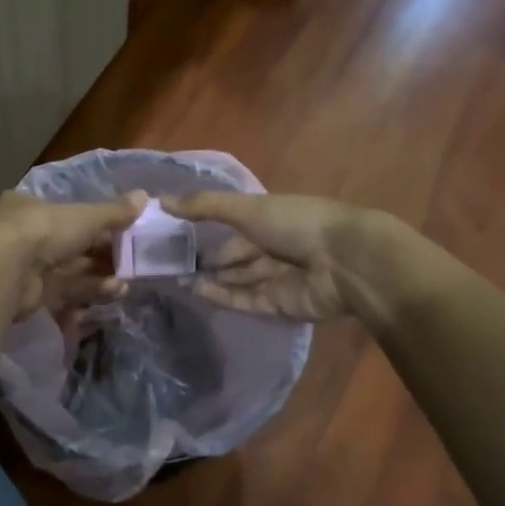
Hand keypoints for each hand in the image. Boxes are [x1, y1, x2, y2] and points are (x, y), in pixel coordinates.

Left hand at [0, 189, 146, 319]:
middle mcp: (26, 235)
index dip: (98, 222)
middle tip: (133, 261)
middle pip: (73, 244)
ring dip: (102, 276)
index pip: (69, 213)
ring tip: (128, 283)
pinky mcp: (32, 294)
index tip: (125, 231)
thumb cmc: (44, 229)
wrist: (6, 272)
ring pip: (72, 269)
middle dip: (104, 255)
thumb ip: (115, 211)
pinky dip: (90, 291)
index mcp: (31, 206)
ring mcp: (27, 266)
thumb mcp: (85, 216)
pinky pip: (67, 290)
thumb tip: (145, 196)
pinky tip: (114, 292)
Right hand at [162, 190, 384, 321]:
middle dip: (203, 258)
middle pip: (232, 255)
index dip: (202, 227)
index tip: (170, 232)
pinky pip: (244, 300)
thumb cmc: (295, 223)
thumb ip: (204, 206)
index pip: (231, 223)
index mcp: (270, 218)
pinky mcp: (278, 305)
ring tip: (175, 277)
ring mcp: (276, 278)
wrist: (344, 261)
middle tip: (166, 262)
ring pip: (236, 279)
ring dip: (209, 278)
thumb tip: (160, 200)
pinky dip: (222, 296)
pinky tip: (197, 291)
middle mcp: (272, 247)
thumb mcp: (245, 207)